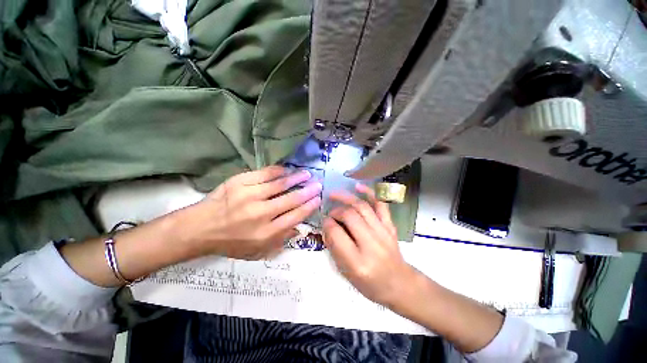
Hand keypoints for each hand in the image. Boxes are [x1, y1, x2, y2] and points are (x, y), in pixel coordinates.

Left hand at [186, 166, 321, 259]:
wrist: (199, 229)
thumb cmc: (231, 242)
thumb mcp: (257, 251)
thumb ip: (280, 240)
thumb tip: (299, 227)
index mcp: (265, 233)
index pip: (295, 217)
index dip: (309, 206)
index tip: (318, 198)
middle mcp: (260, 214)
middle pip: (291, 200)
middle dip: (308, 191)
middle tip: (318, 184)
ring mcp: (248, 196)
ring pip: (279, 184)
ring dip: (296, 178)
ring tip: (306, 174)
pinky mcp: (239, 182)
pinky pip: (264, 173)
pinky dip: (278, 171)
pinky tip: (286, 170)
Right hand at [323, 184, 416, 306]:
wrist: (400, 284)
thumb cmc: (370, 284)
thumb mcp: (347, 273)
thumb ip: (335, 248)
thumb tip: (327, 226)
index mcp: (357, 262)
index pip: (337, 234)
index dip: (327, 223)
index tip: (324, 220)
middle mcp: (371, 245)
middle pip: (350, 216)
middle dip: (336, 210)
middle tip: (330, 211)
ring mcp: (383, 233)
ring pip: (362, 207)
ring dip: (346, 198)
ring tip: (334, 194)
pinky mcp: (390, 226)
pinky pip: (380, 205)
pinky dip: (369, 193)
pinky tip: (358, 187)